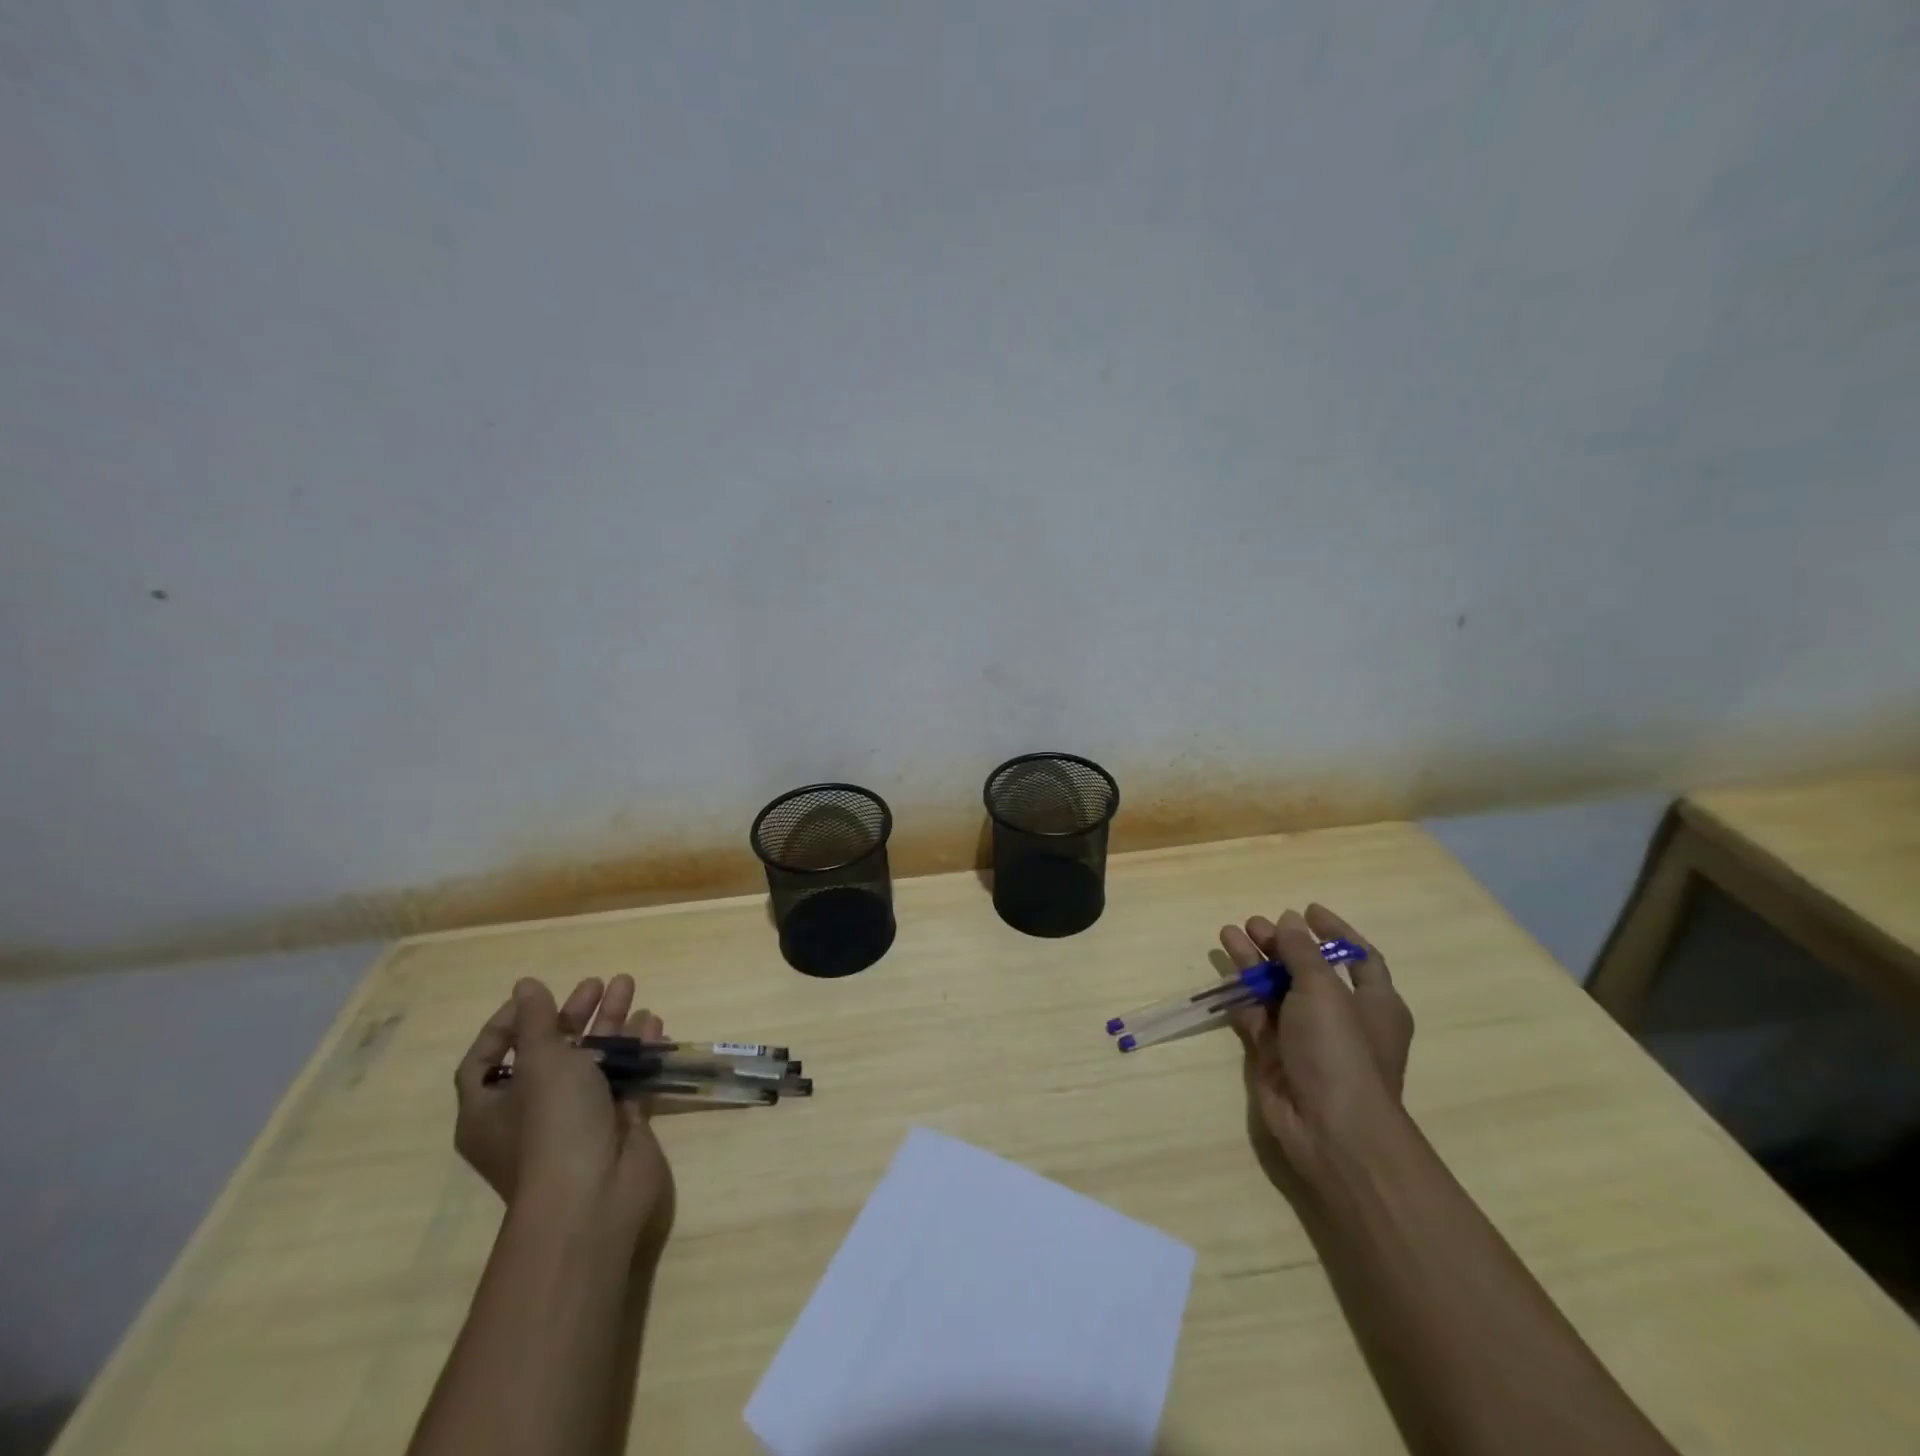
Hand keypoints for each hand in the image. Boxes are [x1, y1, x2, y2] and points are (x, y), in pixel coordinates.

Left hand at [453, 975, 675, 1246]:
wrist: (594, 1197)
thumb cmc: (552, 1125)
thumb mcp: (540, 1062)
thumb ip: (536, 1022)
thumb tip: (525, 985)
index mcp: (490, 1109)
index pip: (485, 1060)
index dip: (505, 1025)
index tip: (538, 995)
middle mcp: (529, 1114)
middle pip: (548, 1052)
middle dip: (573, 1015)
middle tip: (598, 983)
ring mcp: (575, 1120)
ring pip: (592, 1061)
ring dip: (610, 1025)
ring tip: (629, 988)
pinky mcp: (614, 1124)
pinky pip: (624, 1078)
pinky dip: (636, 1050)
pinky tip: (653, 1024)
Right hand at [1218, 905, 1414, 1184]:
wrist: (1329, 1129)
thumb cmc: (1340, 1051)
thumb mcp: (1324, 991)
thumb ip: (1302, 953)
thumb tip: (1290, 921)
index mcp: (1374, 1003)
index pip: (1358, 957)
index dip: (1335, 932)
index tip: (1306, 910)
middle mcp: (1342, 1017)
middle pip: (1309, 969)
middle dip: (1283, 944)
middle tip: (1254, 924)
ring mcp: (1306, 1037)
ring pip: (1278, 988)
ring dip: (1256, 960)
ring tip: (1229, 933)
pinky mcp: (1275, 1054)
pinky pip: (1257, 1013)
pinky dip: (1242, 991)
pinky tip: (1225, 969)